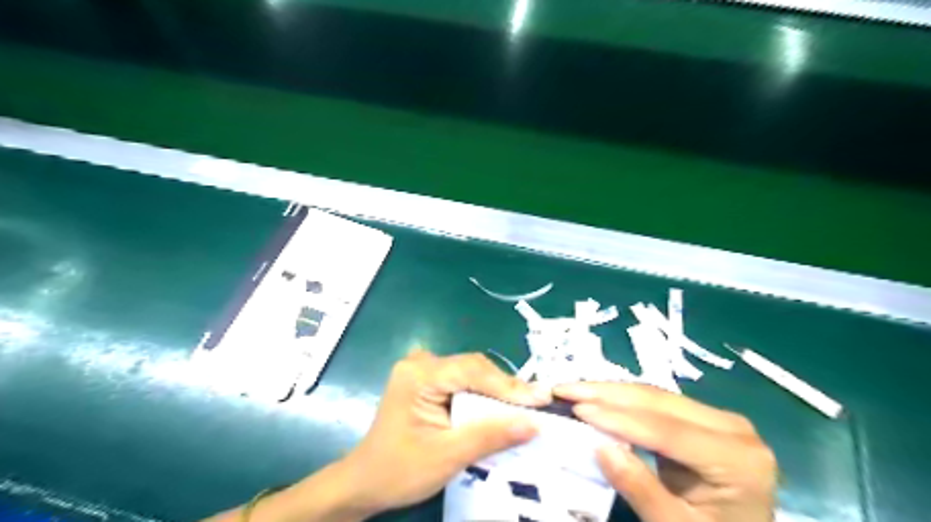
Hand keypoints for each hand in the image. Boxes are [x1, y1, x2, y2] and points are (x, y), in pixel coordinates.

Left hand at [338, 349, 547, 514]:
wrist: (366, 481)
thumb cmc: (400, 470)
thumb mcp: (447, 456)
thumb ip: (490, 436)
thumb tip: (533, 423)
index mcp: (418, 375)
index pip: (472, 370)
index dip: (508, 385)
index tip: (540, 400)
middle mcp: (420, 363)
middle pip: (473, 368)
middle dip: (505, 388)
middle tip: (537, 405)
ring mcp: (422, 369)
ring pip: (471, 373)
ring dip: (496, 391)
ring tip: (525, 407)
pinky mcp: (426, 381)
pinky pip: (462, 381)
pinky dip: (482, 394)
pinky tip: (499, 407)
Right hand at [551, 382, 780, 521]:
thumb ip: (640, 488)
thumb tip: (598, 447)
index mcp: (738, 459)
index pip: (667, 430)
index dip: (618, 418)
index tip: (576, 408)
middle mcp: (733, 427)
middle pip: (659, 403)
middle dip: (606, 394)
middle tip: (564, 389)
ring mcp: (718, 418)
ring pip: (655, 396)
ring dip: (610, 392)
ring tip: (572, 388)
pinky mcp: (703, 418)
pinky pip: (657, 404)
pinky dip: (622, 400)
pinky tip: (596, 397)